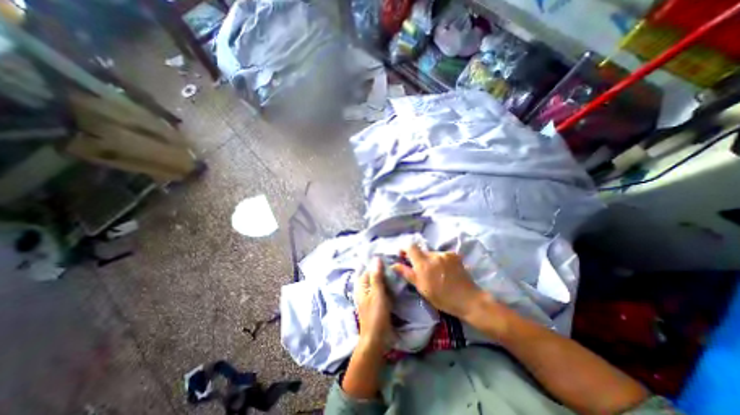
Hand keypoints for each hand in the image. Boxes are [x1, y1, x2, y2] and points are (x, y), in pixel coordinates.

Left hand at [353, 258, 392, 348]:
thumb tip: (376, 258)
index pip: (369, 269)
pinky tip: (396, 286)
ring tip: (398, 273)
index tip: (390, 258)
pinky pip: (382, 291)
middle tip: (396, 266)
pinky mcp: (376, 303)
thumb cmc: (376, 314)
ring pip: (378, 283)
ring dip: (386, 279)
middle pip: (373, 276)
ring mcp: (370, 297)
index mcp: (361, 286)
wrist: (376, 338)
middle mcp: (364, 290)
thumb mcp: (377, 293)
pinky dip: (387, 287)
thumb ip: (377, 276)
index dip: (378, 264)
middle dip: (383, 271)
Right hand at [392, 245, 485, 318]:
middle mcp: (434, 255)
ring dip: (431, 261)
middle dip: (419, 259)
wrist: (468, 299)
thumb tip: (394, 264)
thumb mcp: (421, 287)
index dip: (405, 249)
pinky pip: (442, 255)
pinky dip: (441, 261)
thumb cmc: (442, 297)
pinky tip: (446, 271)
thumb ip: (407, 273)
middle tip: (423, 272)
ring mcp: (445, 254)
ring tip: (437, 274)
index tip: (403, 256)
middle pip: (421, 251)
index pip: (410, 246)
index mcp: (424, 263)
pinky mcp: (454, 255)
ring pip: (432, 254)